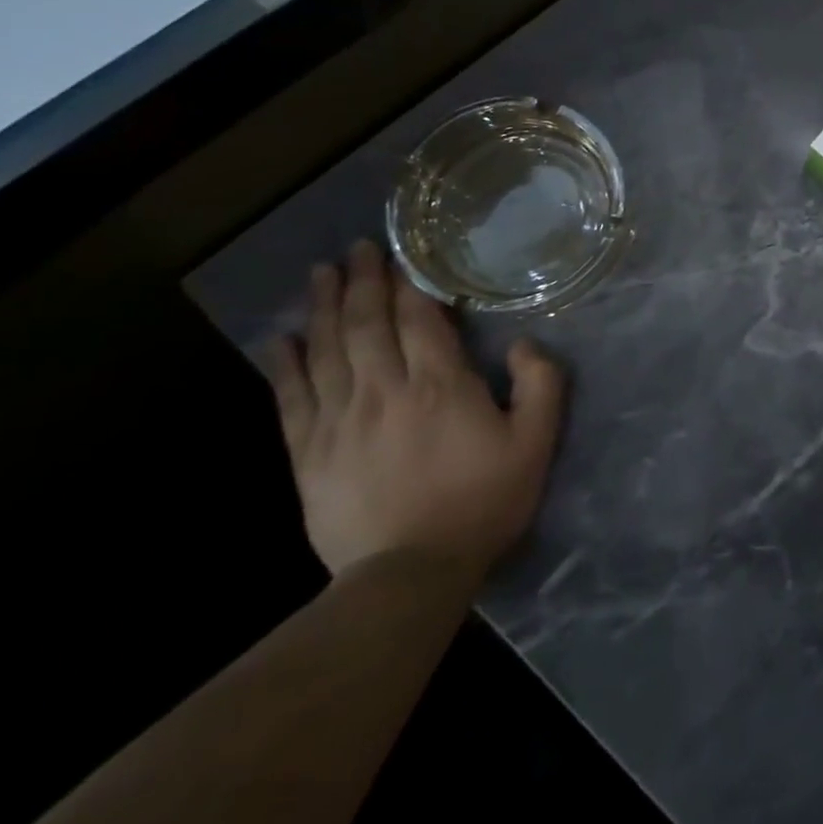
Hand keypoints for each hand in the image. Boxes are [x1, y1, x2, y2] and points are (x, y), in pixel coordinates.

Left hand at [266, 242, 565, 583]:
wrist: (409, 574)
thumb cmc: (482, 502)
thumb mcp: (536, 443)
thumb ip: (541, 385)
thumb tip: (524, 343)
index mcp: (440, 385)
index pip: (418, 320)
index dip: (408, 284)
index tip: (400, 255)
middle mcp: (384, 390)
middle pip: (366, 324)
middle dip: (362, 282)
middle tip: (355, 249)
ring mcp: (340, 420)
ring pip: (326, 350)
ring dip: (323, 308)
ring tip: (321, 274)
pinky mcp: (309, 453)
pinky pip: (292, 398)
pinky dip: (285, 364)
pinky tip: (281, 339)